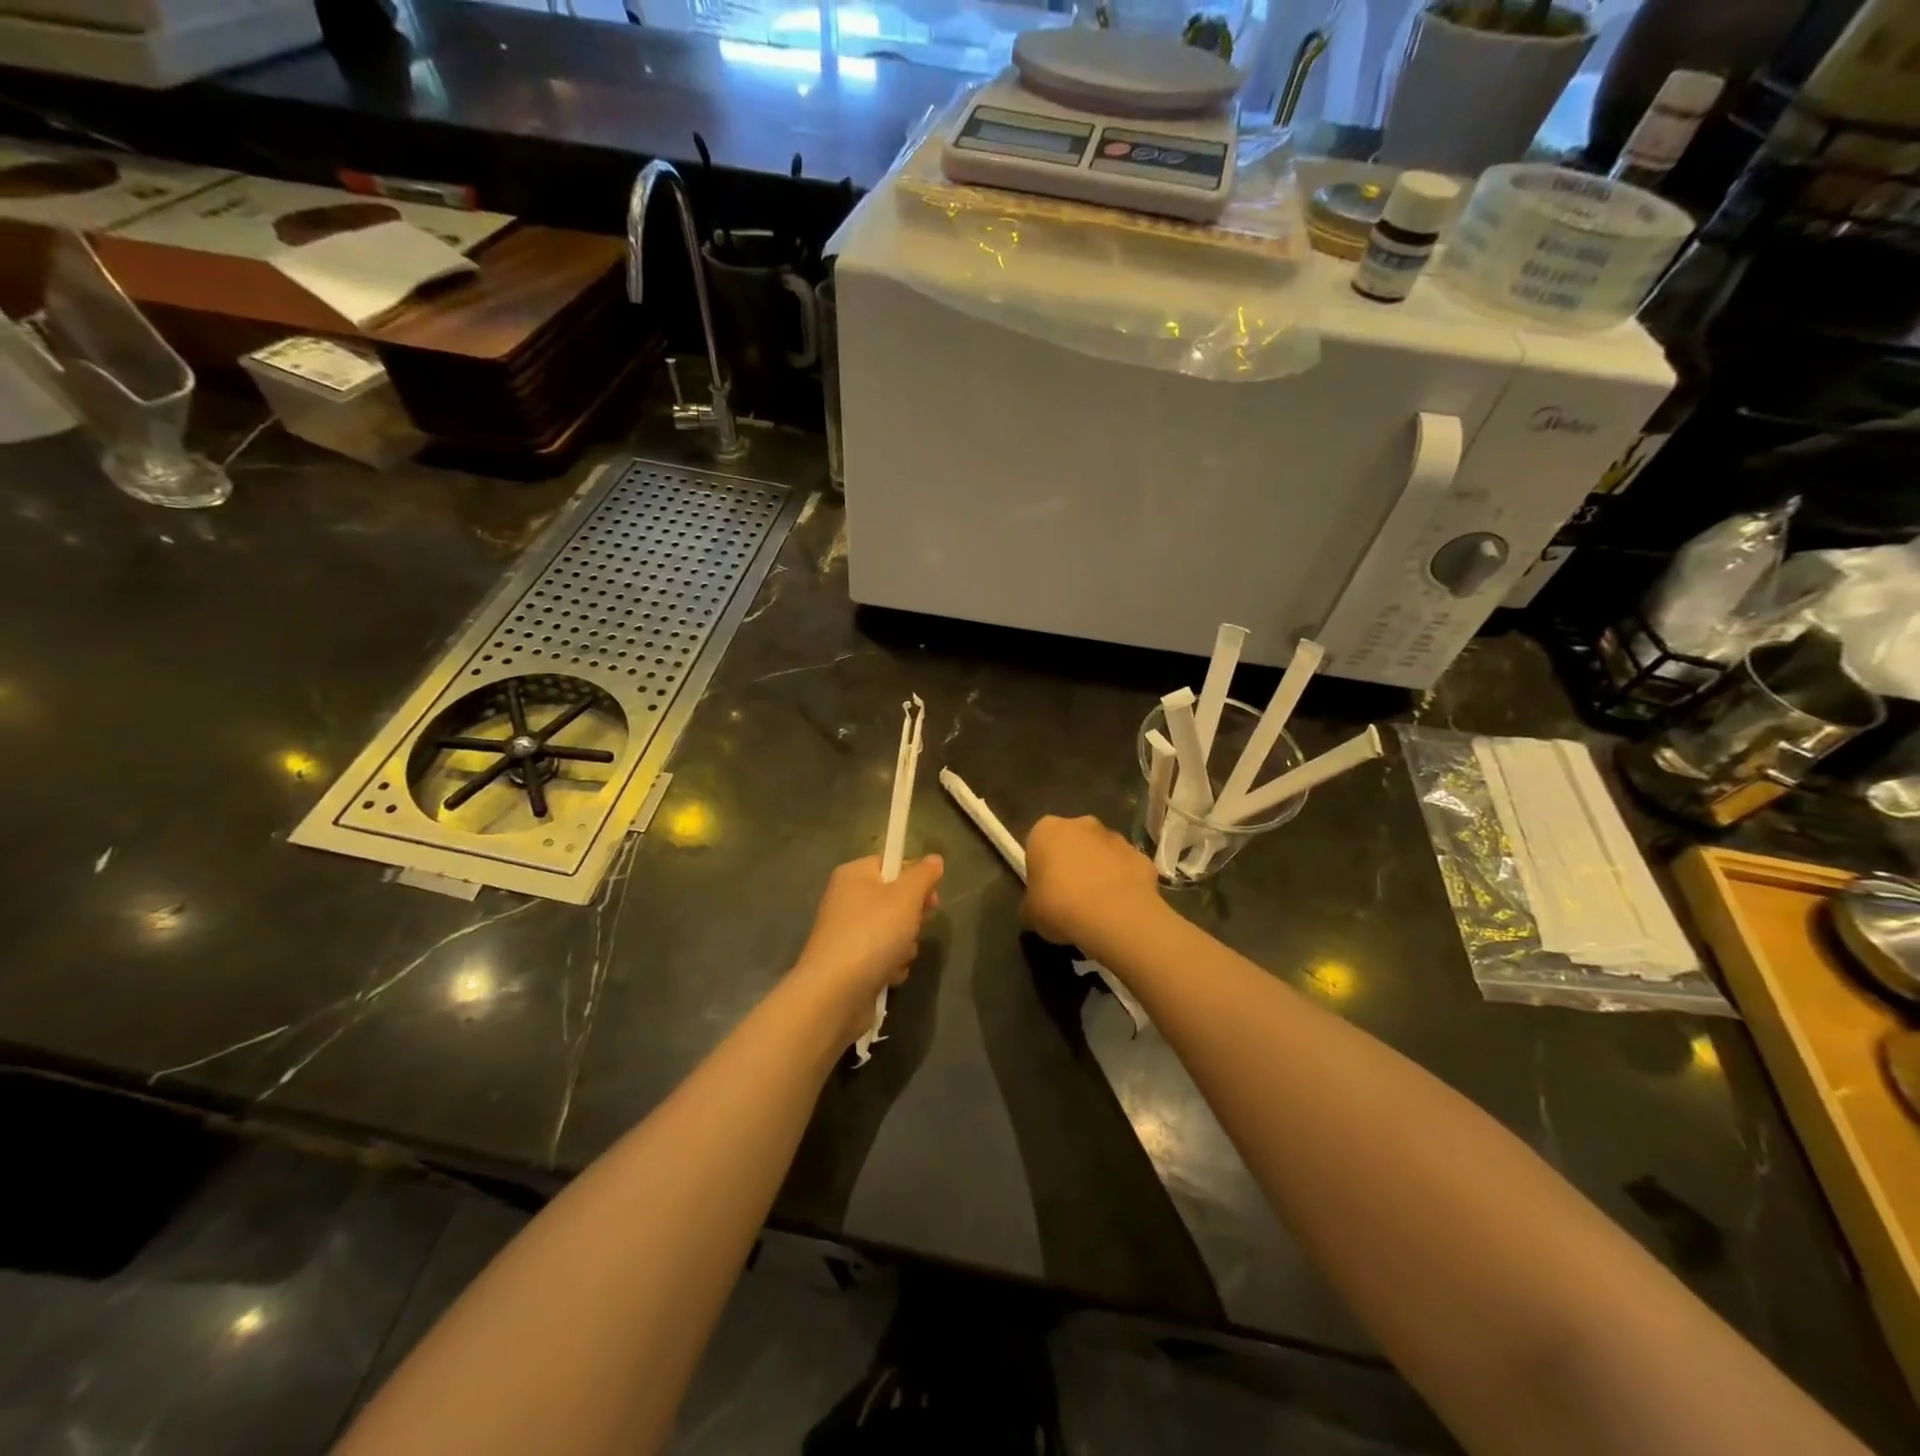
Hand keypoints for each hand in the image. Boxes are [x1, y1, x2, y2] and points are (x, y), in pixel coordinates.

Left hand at [793, 855, 943, 1027]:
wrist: (836, 991)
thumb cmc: (873, 932)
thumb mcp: (906, 896)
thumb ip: (923, 875)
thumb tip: (935, 859)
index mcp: (854, 875)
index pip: (890, 865)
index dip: (914, 879)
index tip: (932, 897)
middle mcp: (846, 901)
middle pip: (894, 901)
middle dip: (911, 919)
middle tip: (914, 928)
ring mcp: (847, 935)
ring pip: (892, 933)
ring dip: (904, 946)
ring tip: (898, 956)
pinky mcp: (850, 964)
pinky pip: (882, 958)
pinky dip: (890, 966)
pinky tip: (888, 975)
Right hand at [1023, 815, 1160, 950]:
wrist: (1114, 916)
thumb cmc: (1060, 907)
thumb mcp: (1030, 912)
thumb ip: (1031, 903)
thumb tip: (1035, 908)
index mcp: (1046, 830)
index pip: (1039, 842)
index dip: (1042, 866)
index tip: (1045, 889)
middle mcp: (1082, 824)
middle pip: (1074, 841)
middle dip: (1073, 861)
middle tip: (1071, 896)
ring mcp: (1116, 838)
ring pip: (1103, 852)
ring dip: (1100, 870)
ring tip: (1098, 906)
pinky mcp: (1142, 856)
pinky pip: (1127, 869)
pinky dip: (1125, 883)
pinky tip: (1121, 909)